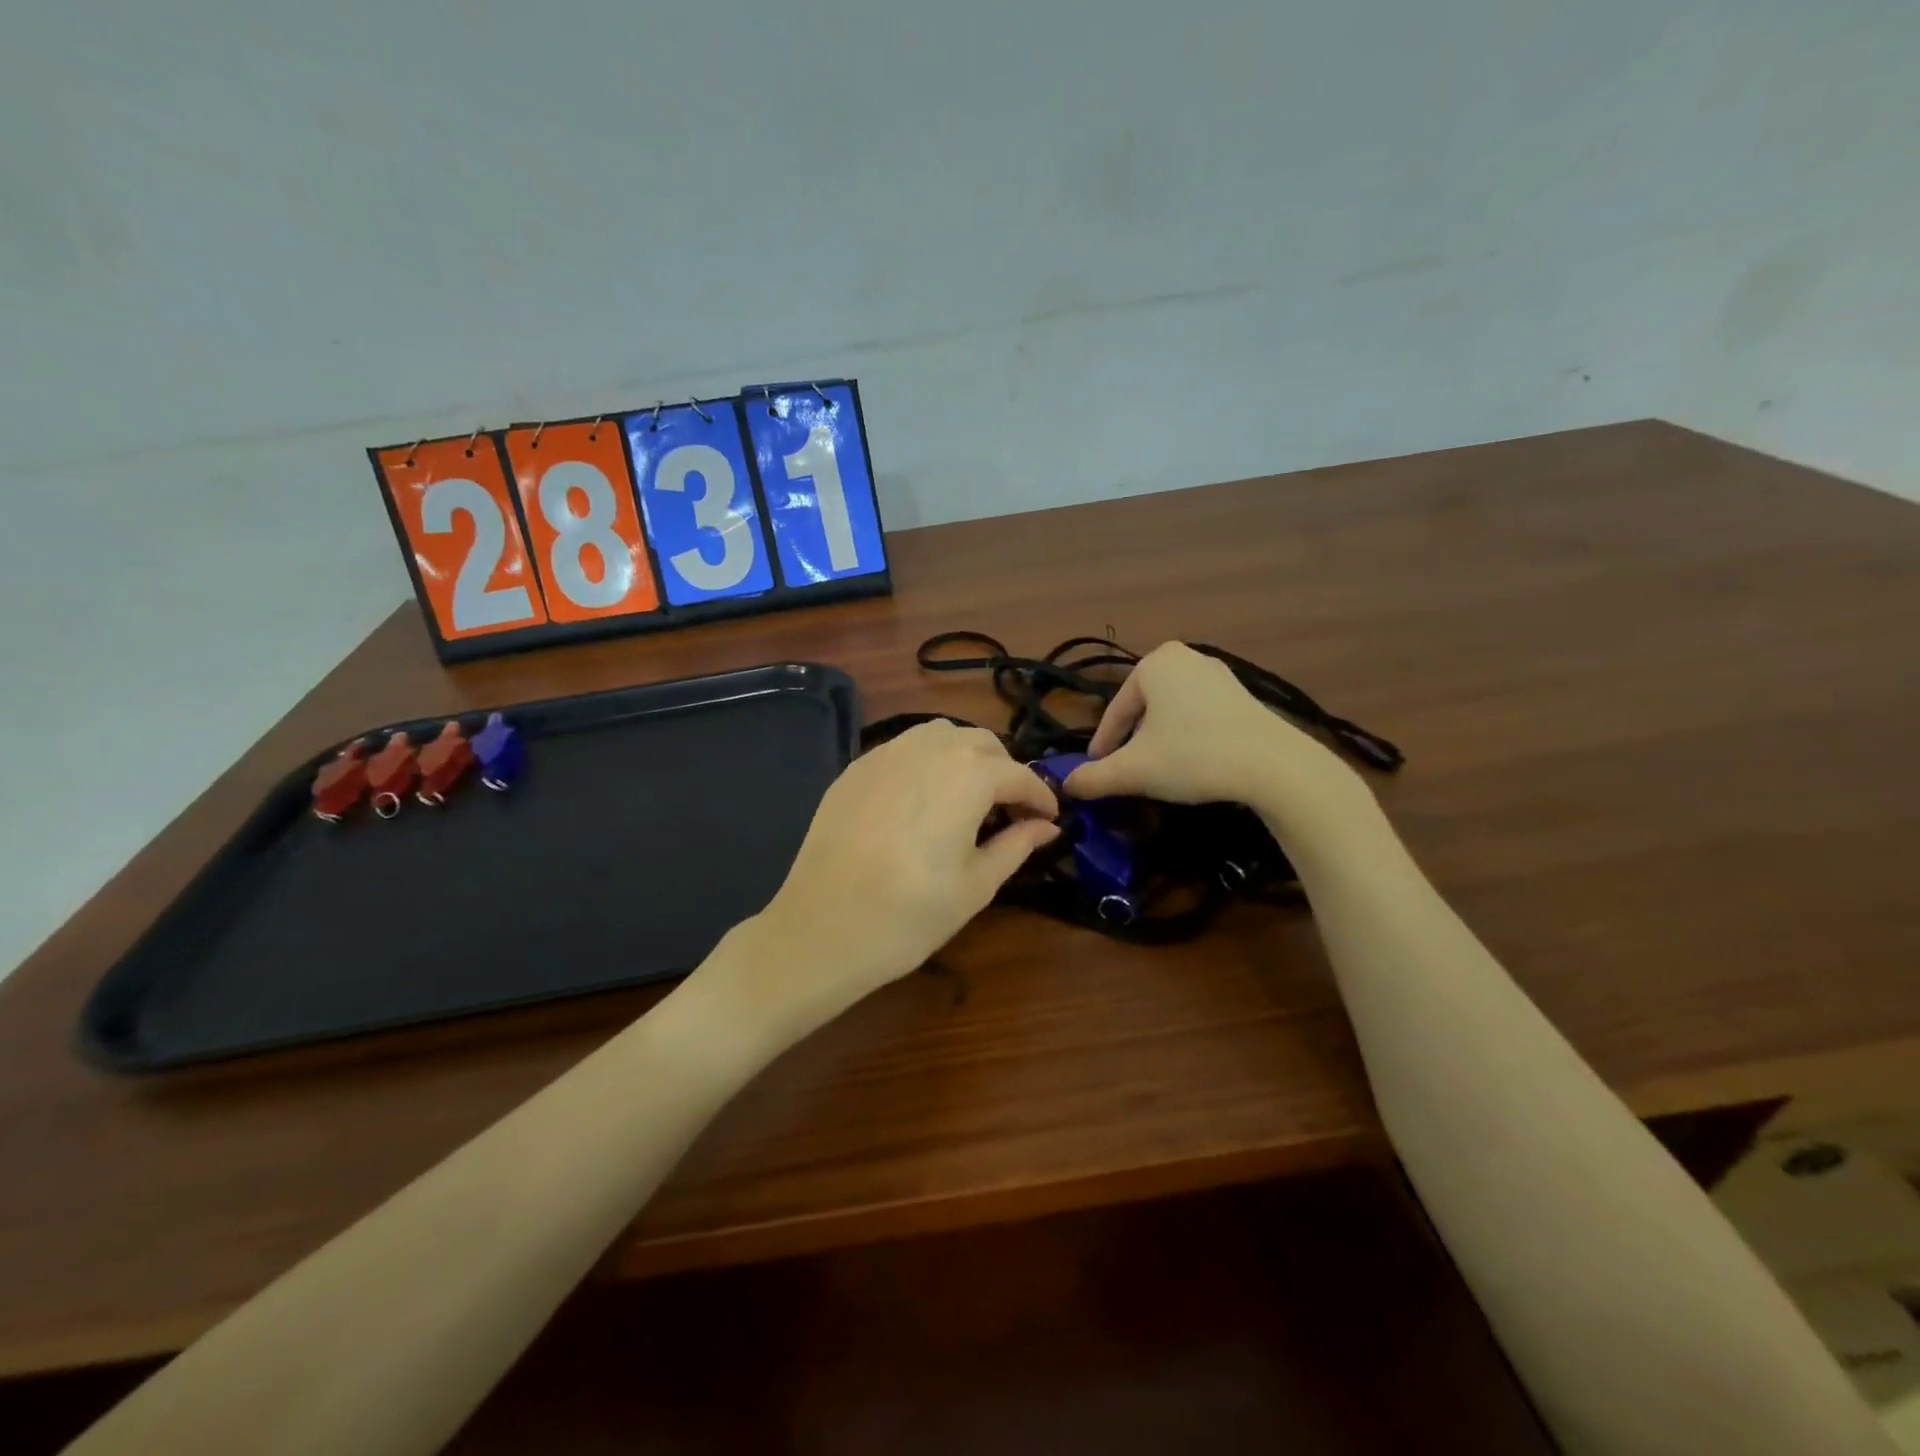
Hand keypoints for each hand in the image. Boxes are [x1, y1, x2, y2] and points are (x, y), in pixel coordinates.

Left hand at [747, 721, 1060, 1019]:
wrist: (821, 929)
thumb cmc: (909, 915)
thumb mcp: (976, 886)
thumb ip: (1016, 845)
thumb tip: (1047, 826)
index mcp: (967, 775)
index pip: (1018, 774)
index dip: (1040, 796)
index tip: (1050, 818)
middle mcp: (928, 749)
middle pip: (980, 742)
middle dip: (1004, 770)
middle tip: (1009, 810)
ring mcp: (885, 754)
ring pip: (939, 735)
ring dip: (964, 756)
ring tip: (968, 797)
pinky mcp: (854, 768)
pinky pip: (903, 749)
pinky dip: (926, 762)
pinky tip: (922, 798)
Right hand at [1063, 643, 1372, 838]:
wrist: (1273, 766)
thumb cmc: (1193, 756)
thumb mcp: (1135, 770)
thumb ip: (1095, 777)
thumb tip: (1067, 785)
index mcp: (1154, 663)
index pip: (1115, 711)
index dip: (1103, 745)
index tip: (1096, 771)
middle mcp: (1185, 658)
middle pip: (1142, 708)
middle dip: (1132, 740)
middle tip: (1125, 770)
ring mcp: (1218, 674)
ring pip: (1171, 712)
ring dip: (1159, 740)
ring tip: (1157, 769)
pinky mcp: (1243, 695)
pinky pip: (1199, 714)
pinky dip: (1187, 737)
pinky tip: (1191, 762)